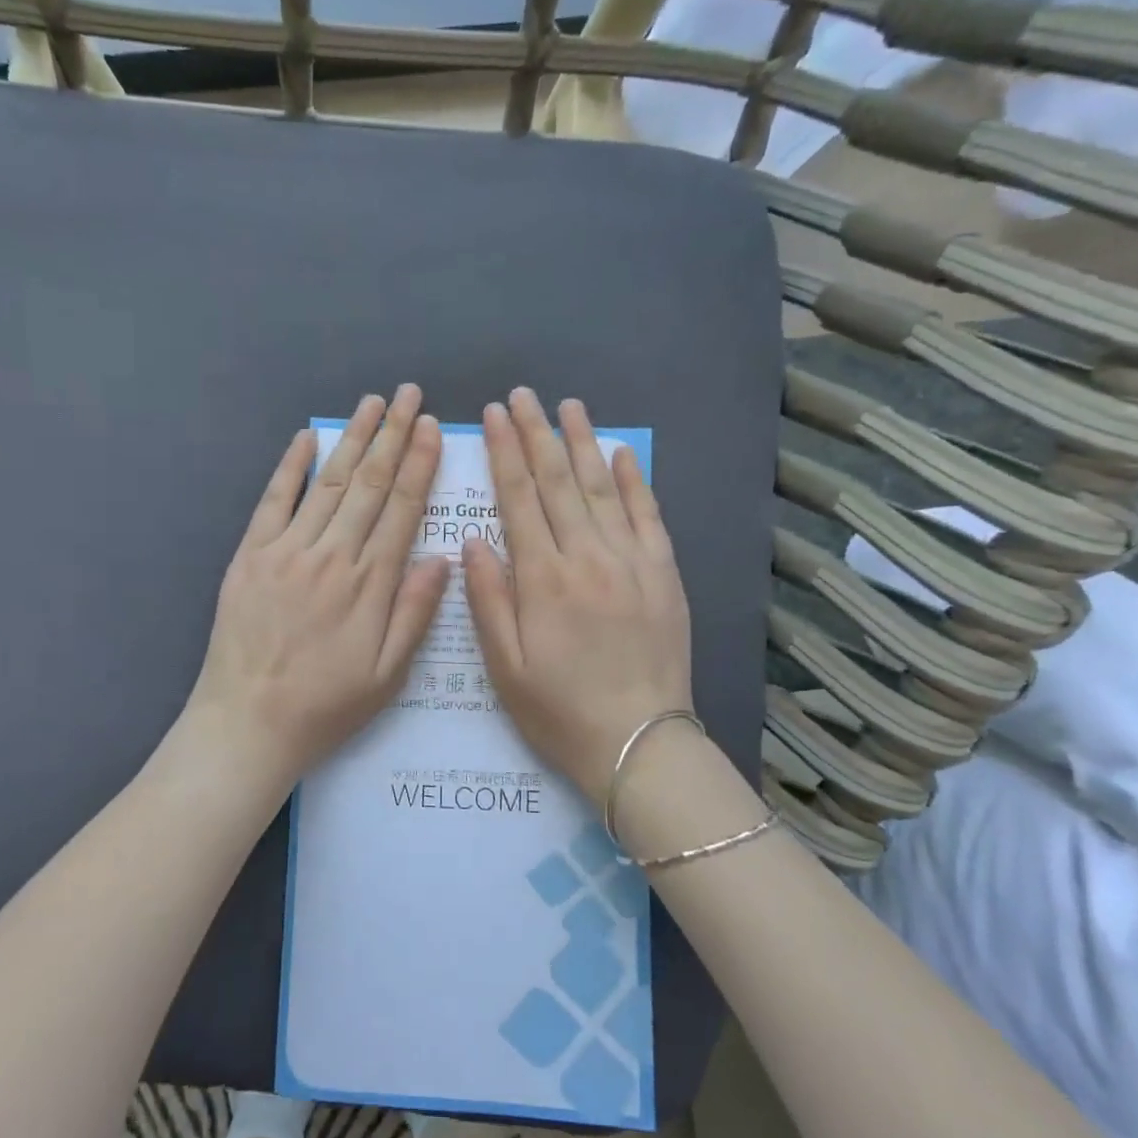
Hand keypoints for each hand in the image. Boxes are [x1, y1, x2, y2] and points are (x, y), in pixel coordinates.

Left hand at [185, 385, 450, 798]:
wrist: (248, 724)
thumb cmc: (326, 706)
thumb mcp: (388, 675)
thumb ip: (415, 613)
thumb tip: (443, 558)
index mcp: (370, 584)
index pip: (401, 509)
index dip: (419, 464)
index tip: (431, 428)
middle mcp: (332, 556)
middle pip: (368, 484)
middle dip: (392, 435)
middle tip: (409, 394)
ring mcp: (286, 551)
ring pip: (326, 483)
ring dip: (352, 439)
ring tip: (373, 403)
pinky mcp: (250, 556)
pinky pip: (273, 501)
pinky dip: (289, 466)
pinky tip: (306, 437)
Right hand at [463, 389, 692, 802]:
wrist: (637, 743)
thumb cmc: (557, 710)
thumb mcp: (504, 665)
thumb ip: (487, 599)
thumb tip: (472, 541)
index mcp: (542, 579)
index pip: (518, 498)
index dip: (504, 452)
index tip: (494, 415)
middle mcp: (587, 557)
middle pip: (557, 482)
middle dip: (536, 433)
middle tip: (523, 394)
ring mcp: (631, 562)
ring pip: (602, 488)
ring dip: (582, 443)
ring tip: (567, 405)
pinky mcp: (664, 574)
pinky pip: (648, 516)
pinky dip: (634, 480)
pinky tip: (620, 453)